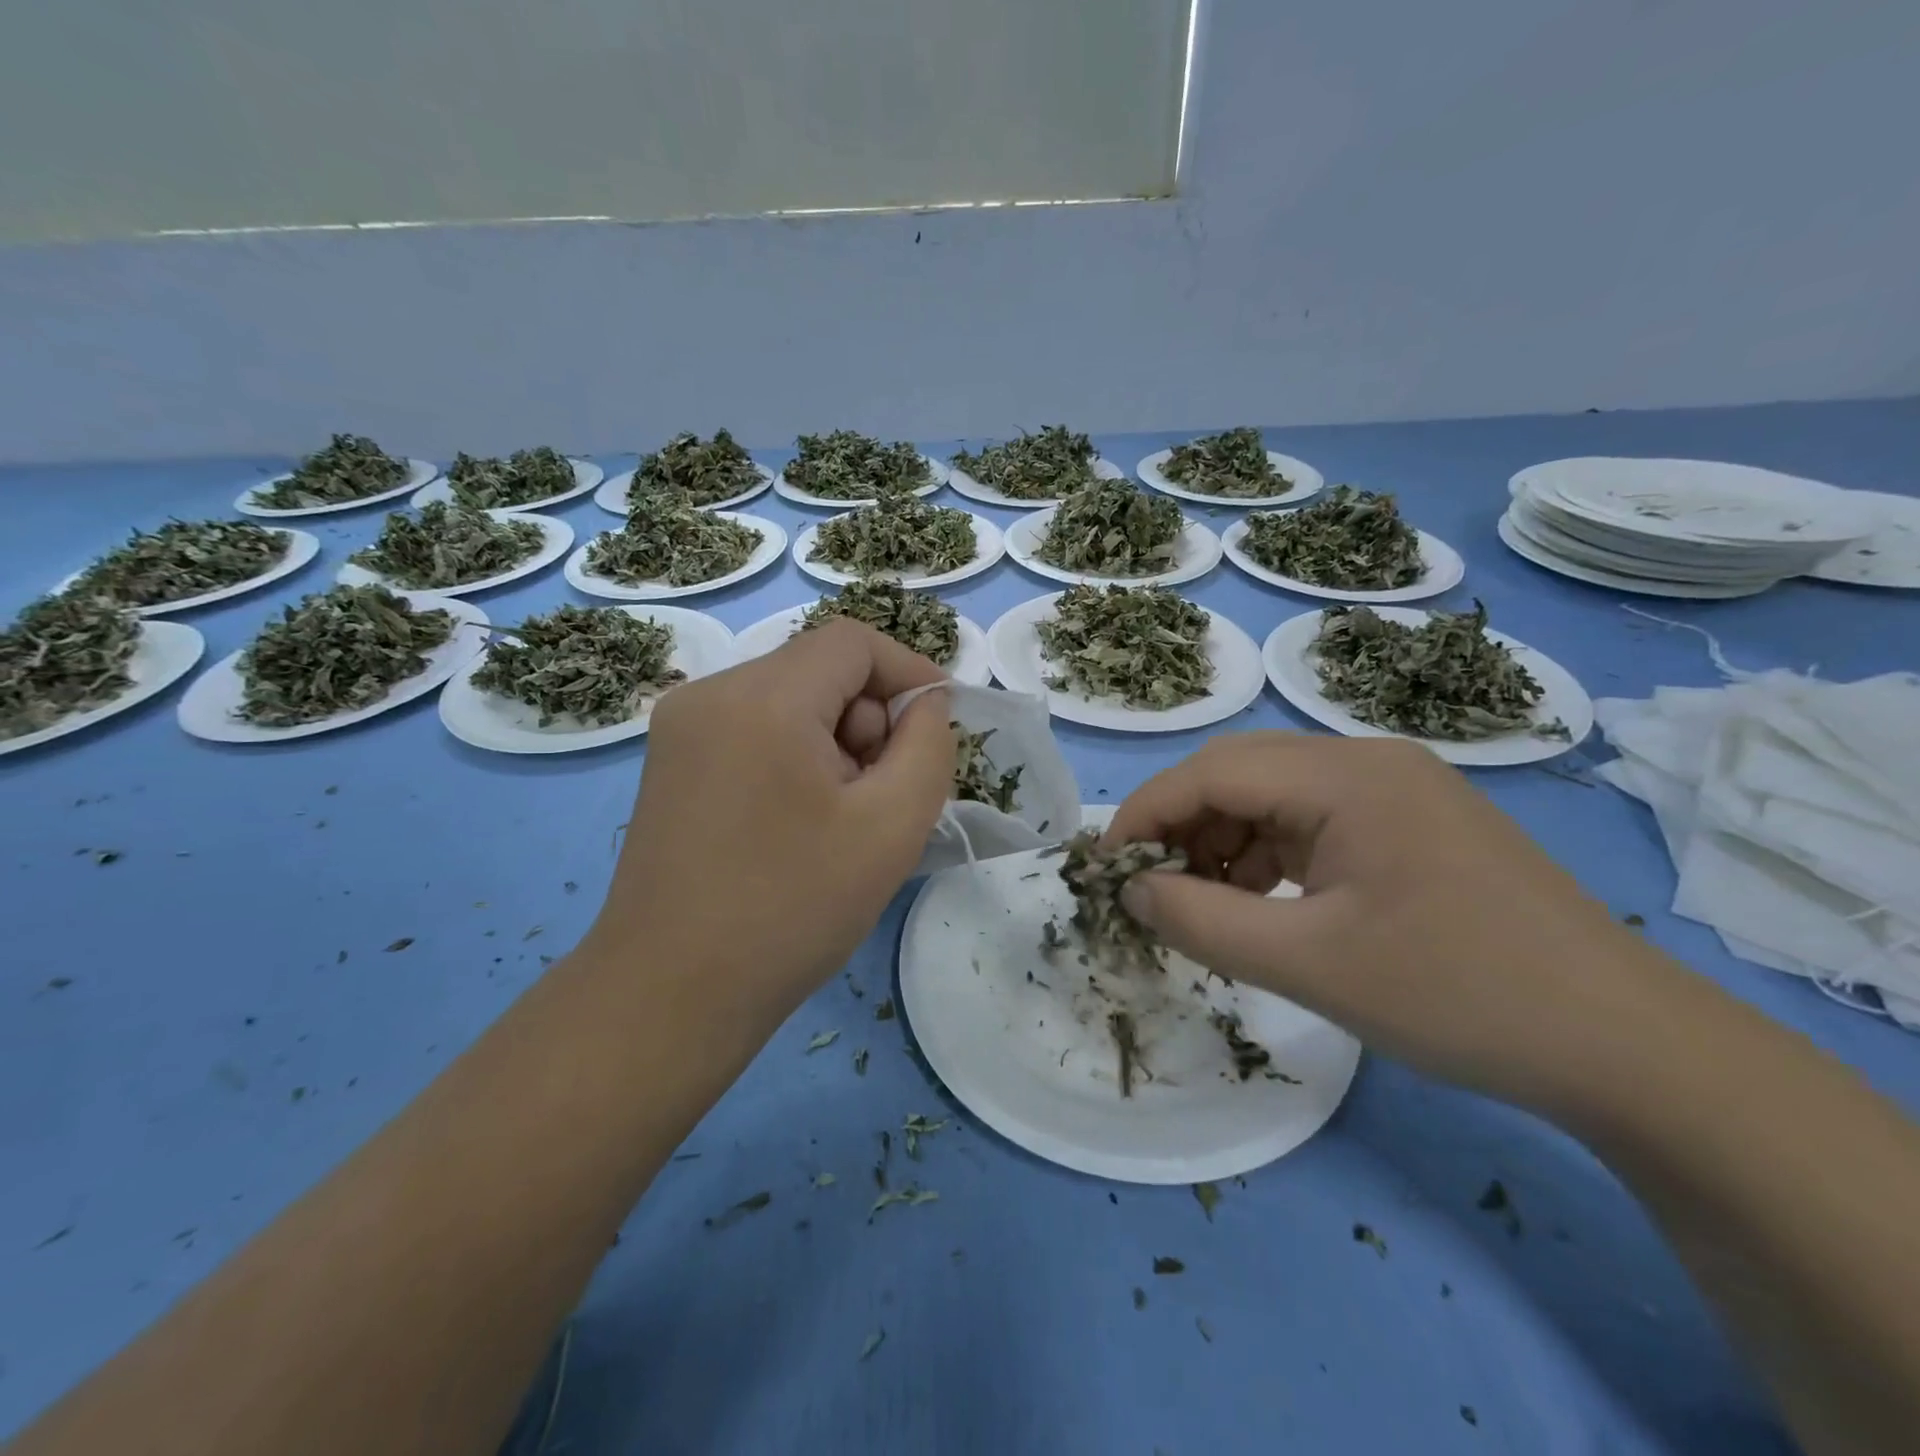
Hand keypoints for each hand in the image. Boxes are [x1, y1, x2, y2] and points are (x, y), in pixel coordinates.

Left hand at [584, 619, 951, 1029]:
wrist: (672, 995)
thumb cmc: (791, 909)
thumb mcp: (892, 826)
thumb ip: (928, 745)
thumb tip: (924, 704)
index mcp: (762, 698)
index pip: (853, 642)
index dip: (909, 672)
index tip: (939, 726)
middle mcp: (710, 693)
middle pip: (819, 670)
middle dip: (869, 720)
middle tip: (882, 796)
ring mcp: (680, 728)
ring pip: (789, 701)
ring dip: (834, 743)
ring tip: (840, 819)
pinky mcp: (671, 763)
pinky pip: (755, 730)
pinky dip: (795, 757)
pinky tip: (798, 822)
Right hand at [1106, 732, 1664, 1112]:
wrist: (1627, 1045)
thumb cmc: (1458, 994)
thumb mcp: (1308, 963)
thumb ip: (1201, 922)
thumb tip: (1131, 891)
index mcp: (1347, 774)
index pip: (1212, 771)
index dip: (1146, 814)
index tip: (1106, 869)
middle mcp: (1369, 761)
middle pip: (1240, 773)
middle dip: (1182, 827)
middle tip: (1150, 889)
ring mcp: (1397, 788)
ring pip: (1274, 796)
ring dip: (1224, 842)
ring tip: (1205, 905)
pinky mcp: (1413, 822)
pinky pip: (1313, 820)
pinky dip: (1270, 854)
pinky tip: (1265, 902)